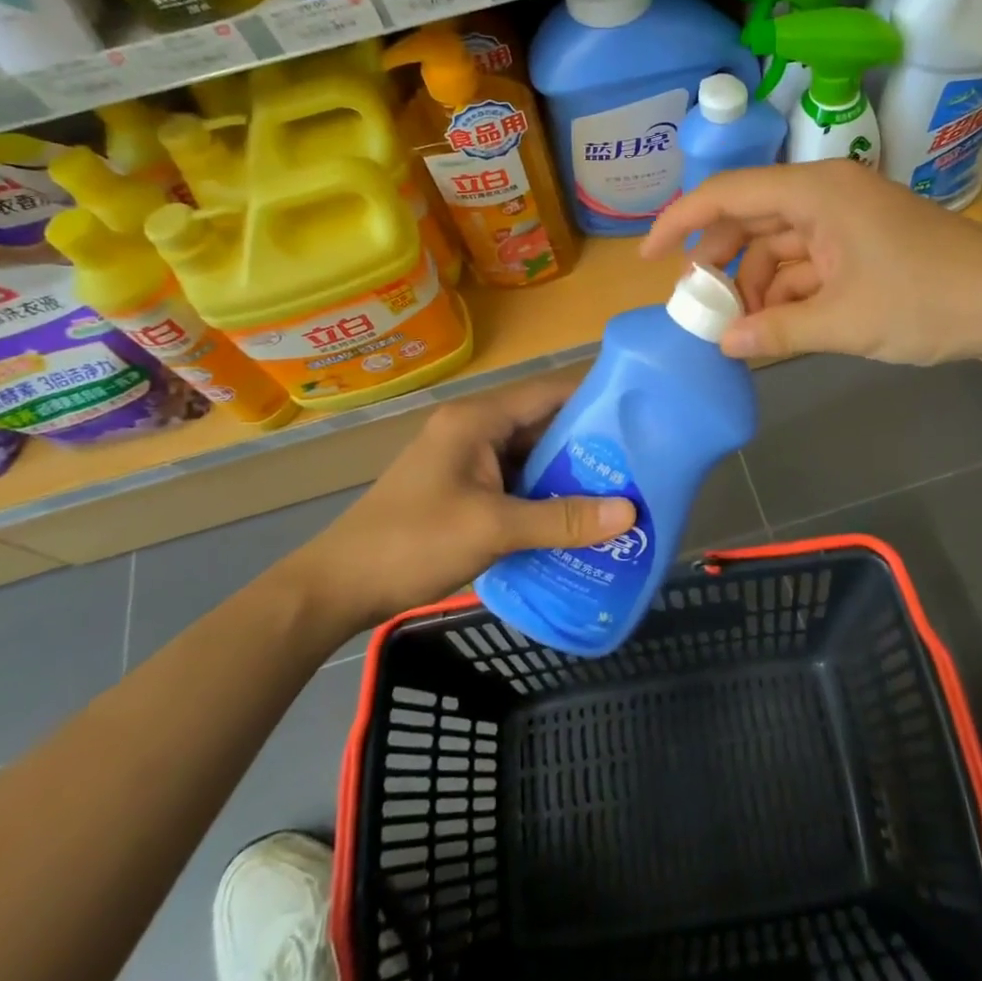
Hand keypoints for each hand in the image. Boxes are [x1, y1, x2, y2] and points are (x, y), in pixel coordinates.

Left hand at [288, 380, 636, 626]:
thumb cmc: (412, 542)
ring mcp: (467, 461)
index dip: (596, 401)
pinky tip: (578, 520)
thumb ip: (562, 519)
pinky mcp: (463, 490)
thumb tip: (629, 513)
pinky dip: (544, 498)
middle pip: (543, 426)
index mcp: (478, 419)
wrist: (337, 587)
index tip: (643, 417)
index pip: (549, 393)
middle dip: (589, 447)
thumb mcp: (493, 528)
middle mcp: (474, 430)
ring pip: (531, 459)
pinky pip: (515, 484)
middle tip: (641, 467)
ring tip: (621, 494)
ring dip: (568, 476)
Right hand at [642, 162, 981, 365]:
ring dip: (754, 286)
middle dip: (719, 265)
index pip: (727, 194)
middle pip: (749, 220)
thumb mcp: (844, 322)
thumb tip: (723, 345)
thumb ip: (776, 332)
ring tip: (740, 331)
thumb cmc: (929, 301)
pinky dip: (787, 293)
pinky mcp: (861, 245)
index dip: (679, 222)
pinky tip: (775, 327)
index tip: (647, 257)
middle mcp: (825, 195)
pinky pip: (806, 263)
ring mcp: (845, 220)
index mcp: (816, 192)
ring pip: (776, 246)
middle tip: (699, 308)